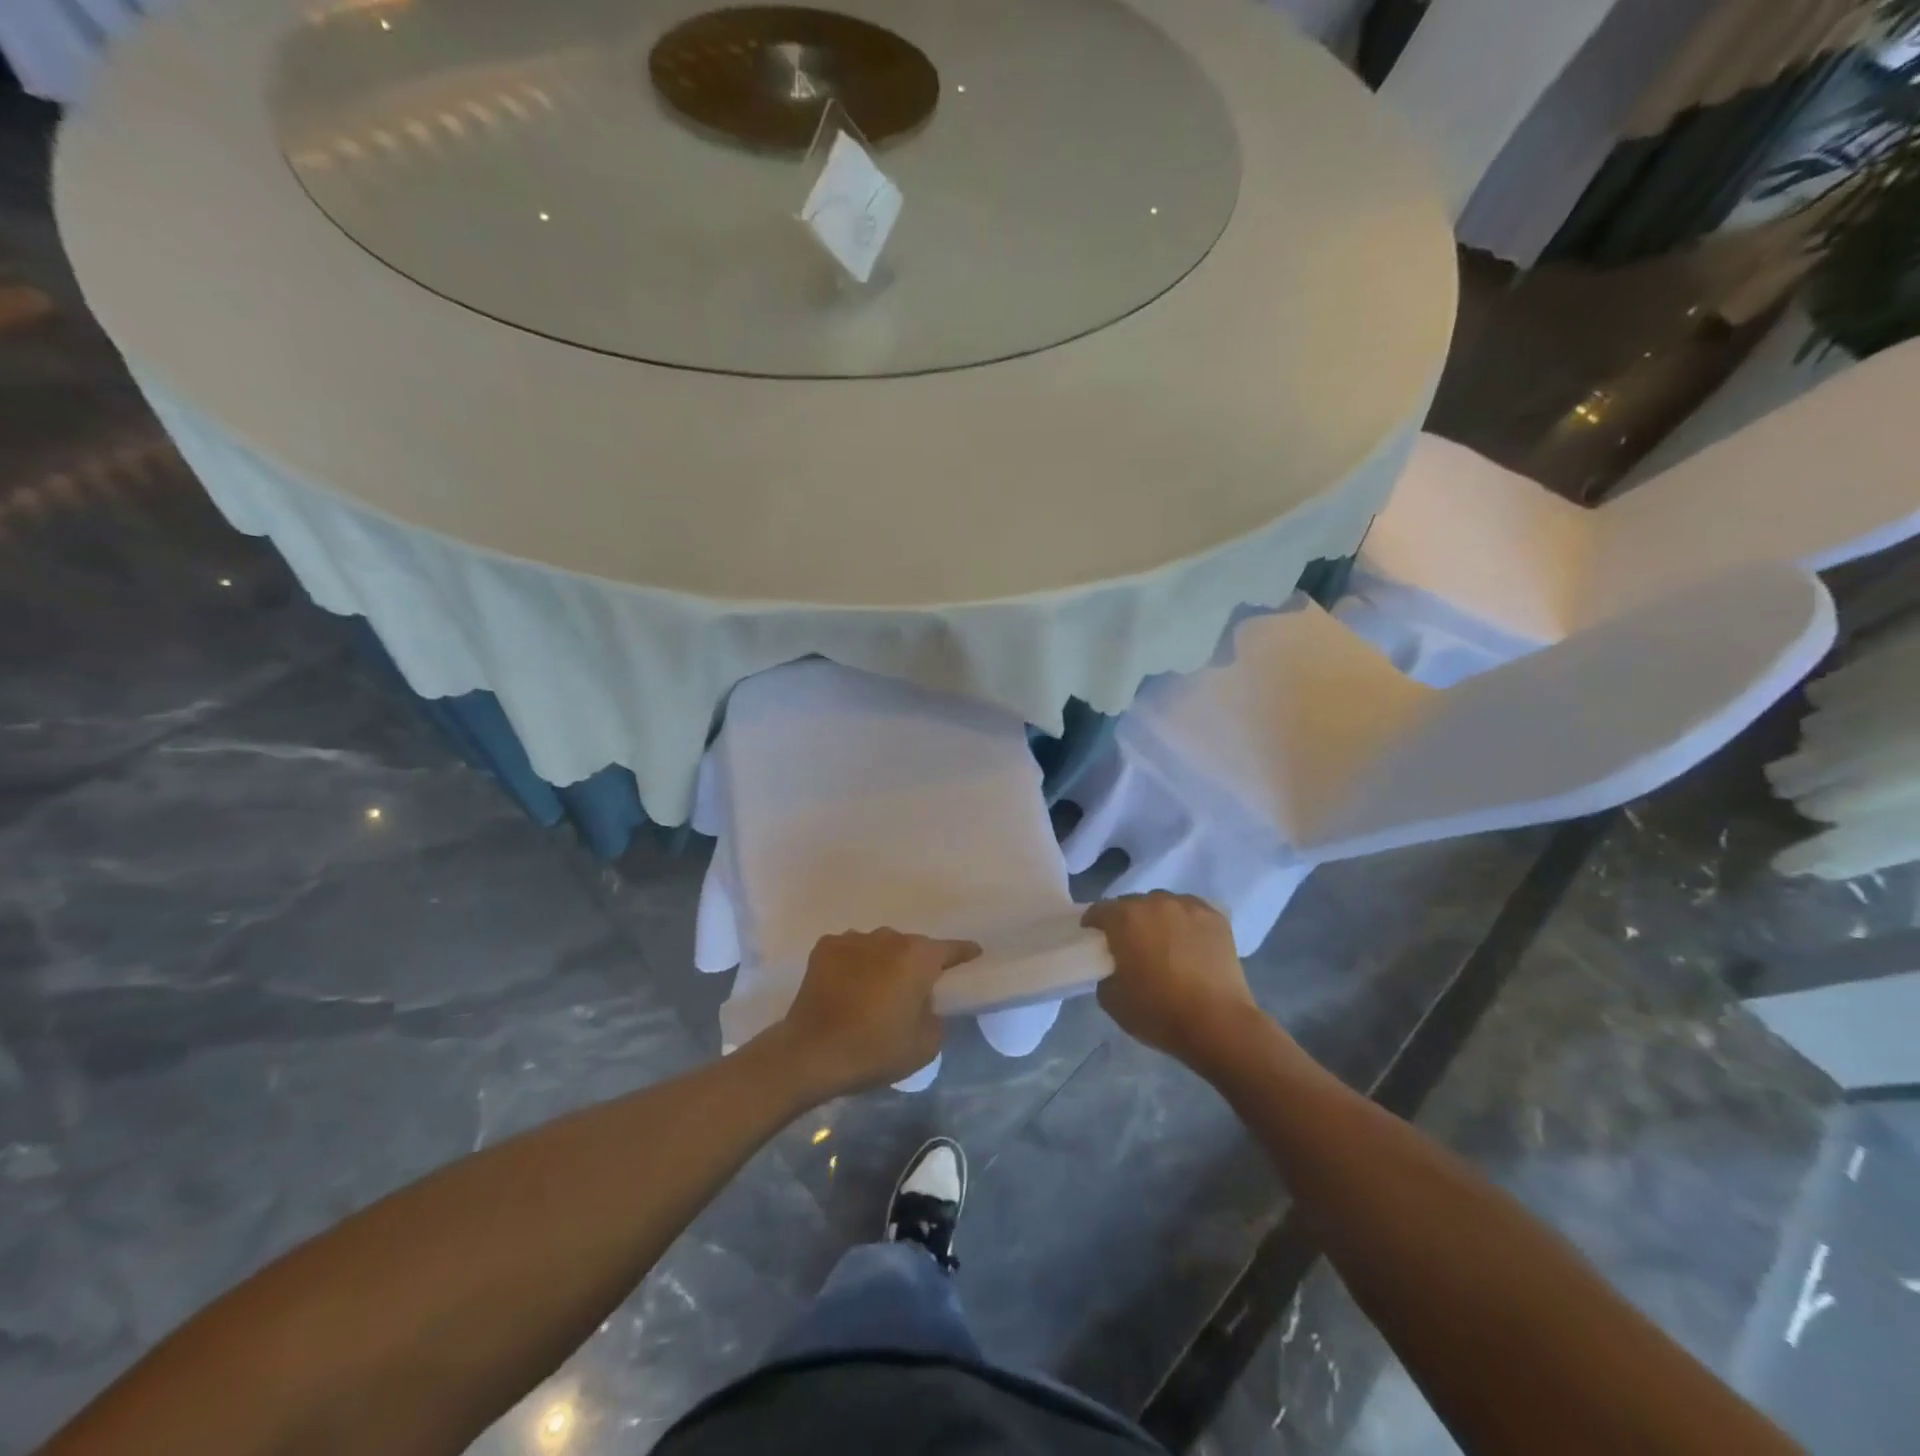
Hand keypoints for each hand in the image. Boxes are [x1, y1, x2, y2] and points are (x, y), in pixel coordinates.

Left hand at [769, 929, 980, 1098]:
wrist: (812, 1052)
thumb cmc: (875, 1049)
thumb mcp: (925, 1045)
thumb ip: (934, 1016)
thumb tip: (923, 1002)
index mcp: (918, 957)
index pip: (950, 949)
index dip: (964, 952)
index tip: (973, 952)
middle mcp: (888, 938)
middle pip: (910, 948)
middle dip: (914, 965)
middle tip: (909, 993)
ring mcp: (854, 939)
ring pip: (878, 947)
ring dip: (881, 963)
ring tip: (873, 992)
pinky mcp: (825, 947)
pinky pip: (850, 952)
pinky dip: (853, 965)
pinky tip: (846, 988)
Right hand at [1083, 893, 1263, 1072]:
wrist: (1218, 1024)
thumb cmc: (1158, 1012)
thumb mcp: (1111, 999)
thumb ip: (1105, 972)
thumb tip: (1114, 965)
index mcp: (1125, 918)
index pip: (1099, 910)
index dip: (1094, 925)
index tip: (1096, 942)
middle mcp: (1155, 902)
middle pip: (1132, 904)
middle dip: (1127, 922)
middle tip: (1131, 947)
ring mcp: (1188, 906)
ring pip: (1163, 905)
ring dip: (1158, 920)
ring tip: (1165, 945)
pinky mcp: (1216, 917)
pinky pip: (1191, 912)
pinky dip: (1186, 923)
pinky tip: (1190, 944)